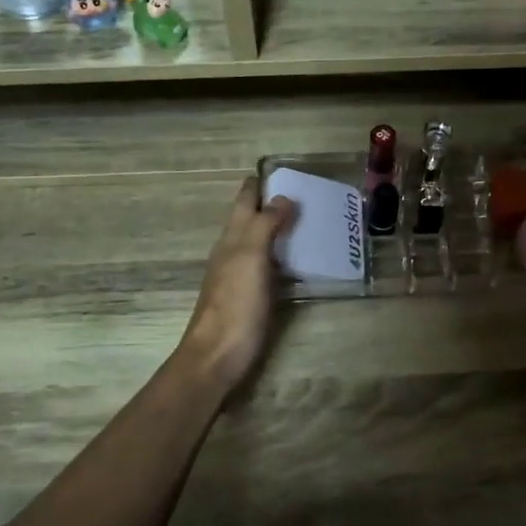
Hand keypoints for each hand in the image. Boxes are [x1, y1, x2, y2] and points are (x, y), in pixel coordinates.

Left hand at [178, 178, 295, 390]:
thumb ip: (265, 225)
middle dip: (272, 203)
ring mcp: (239, 276)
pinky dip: (282, 255)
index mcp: (232, 238)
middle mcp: (232, 252)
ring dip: (278, 229)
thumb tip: (283, 197)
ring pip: (258, 242)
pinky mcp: (249, 297)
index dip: (259, 184)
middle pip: (250, 219)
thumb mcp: (251, 258)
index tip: (283, 169)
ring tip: (309, 221)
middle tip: (306, 193)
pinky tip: (299, 261)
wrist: (217, 356)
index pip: (244, 200)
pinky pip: (268, 266)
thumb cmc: (235, 305)